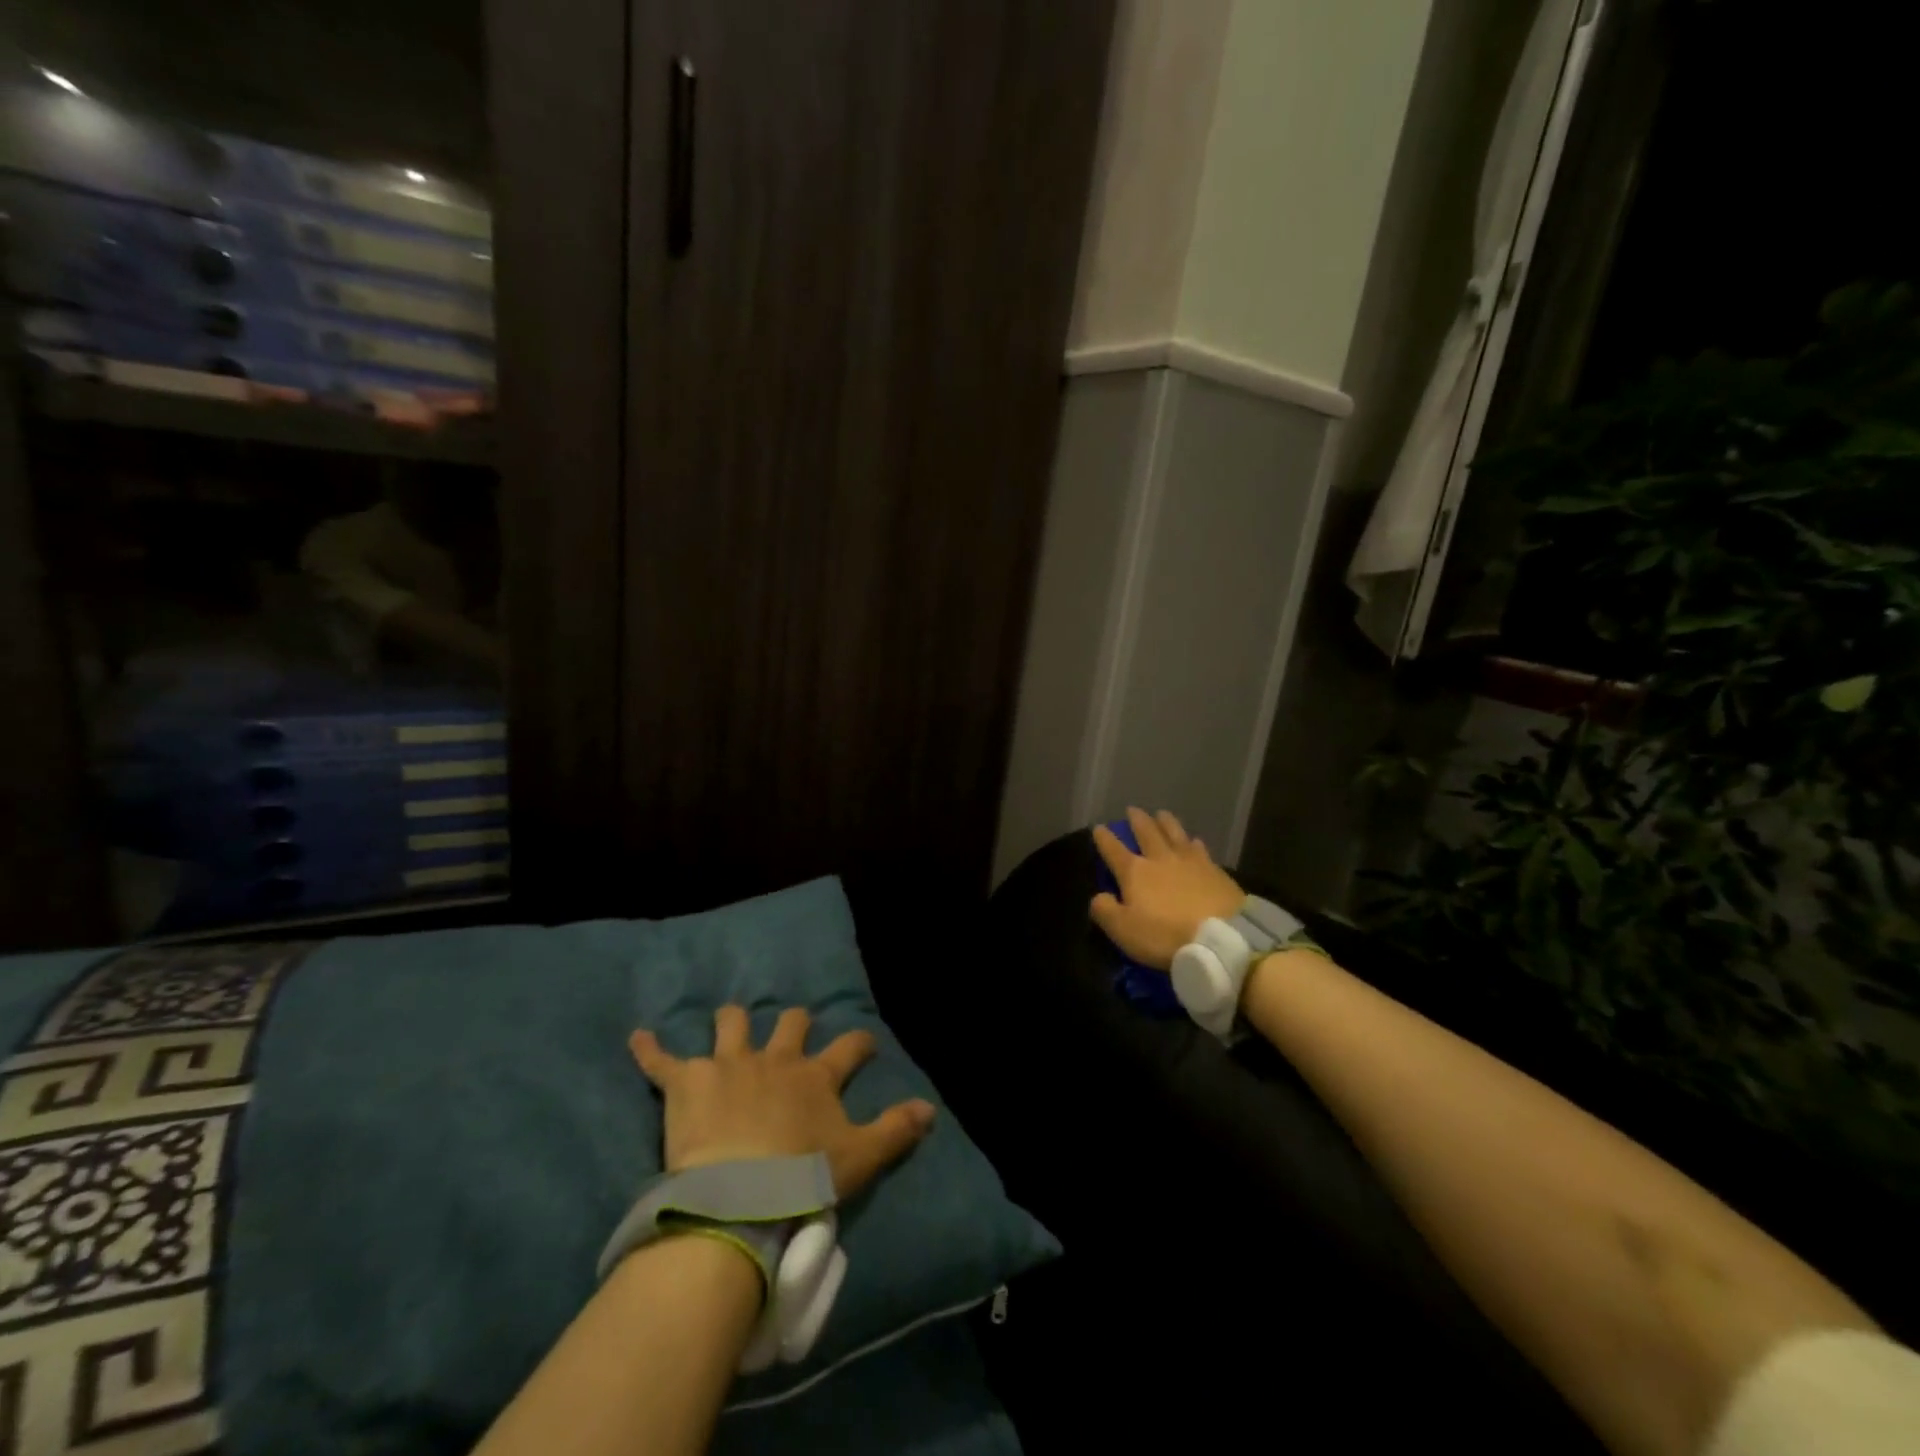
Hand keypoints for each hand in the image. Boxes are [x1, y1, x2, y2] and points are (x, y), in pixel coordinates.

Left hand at [628, 1006, 936, 1199]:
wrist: (738, 1195)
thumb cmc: (801, 1178)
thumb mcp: (859, 1158)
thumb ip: (896, 1130)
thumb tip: (931, 1108)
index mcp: (815, 1076)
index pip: (849, 1047)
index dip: (859, 1043)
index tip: (865, 1042)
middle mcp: (775, 1059)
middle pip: (790, 1022)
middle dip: (793, 1022)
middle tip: (793, 1029)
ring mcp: (729, 1064)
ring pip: (732, 1024)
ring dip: (731, 1023)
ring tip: (729, 1023)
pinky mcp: (687, 1081)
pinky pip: (662, 1059)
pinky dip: (650, 1048)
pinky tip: (638, 1037)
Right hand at [1090, 807, 1245, 969]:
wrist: (1222, 937)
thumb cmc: (1166, 935)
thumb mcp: (1124, 930)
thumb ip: (1105, 911)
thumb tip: (1098, 896)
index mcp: (1135, 872)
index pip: (1114, 850)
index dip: (1104, 838)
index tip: (1098, 827)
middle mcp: (1161, 859)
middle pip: (1147, 833)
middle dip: (1137, 821)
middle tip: (1132, 810)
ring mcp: (1190, 861)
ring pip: (1175, 833)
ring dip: (1166, 822)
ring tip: (1161, 814)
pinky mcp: (1215, 870)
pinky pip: (1200, 849)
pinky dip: (1193, 842)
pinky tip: (1195, 841)